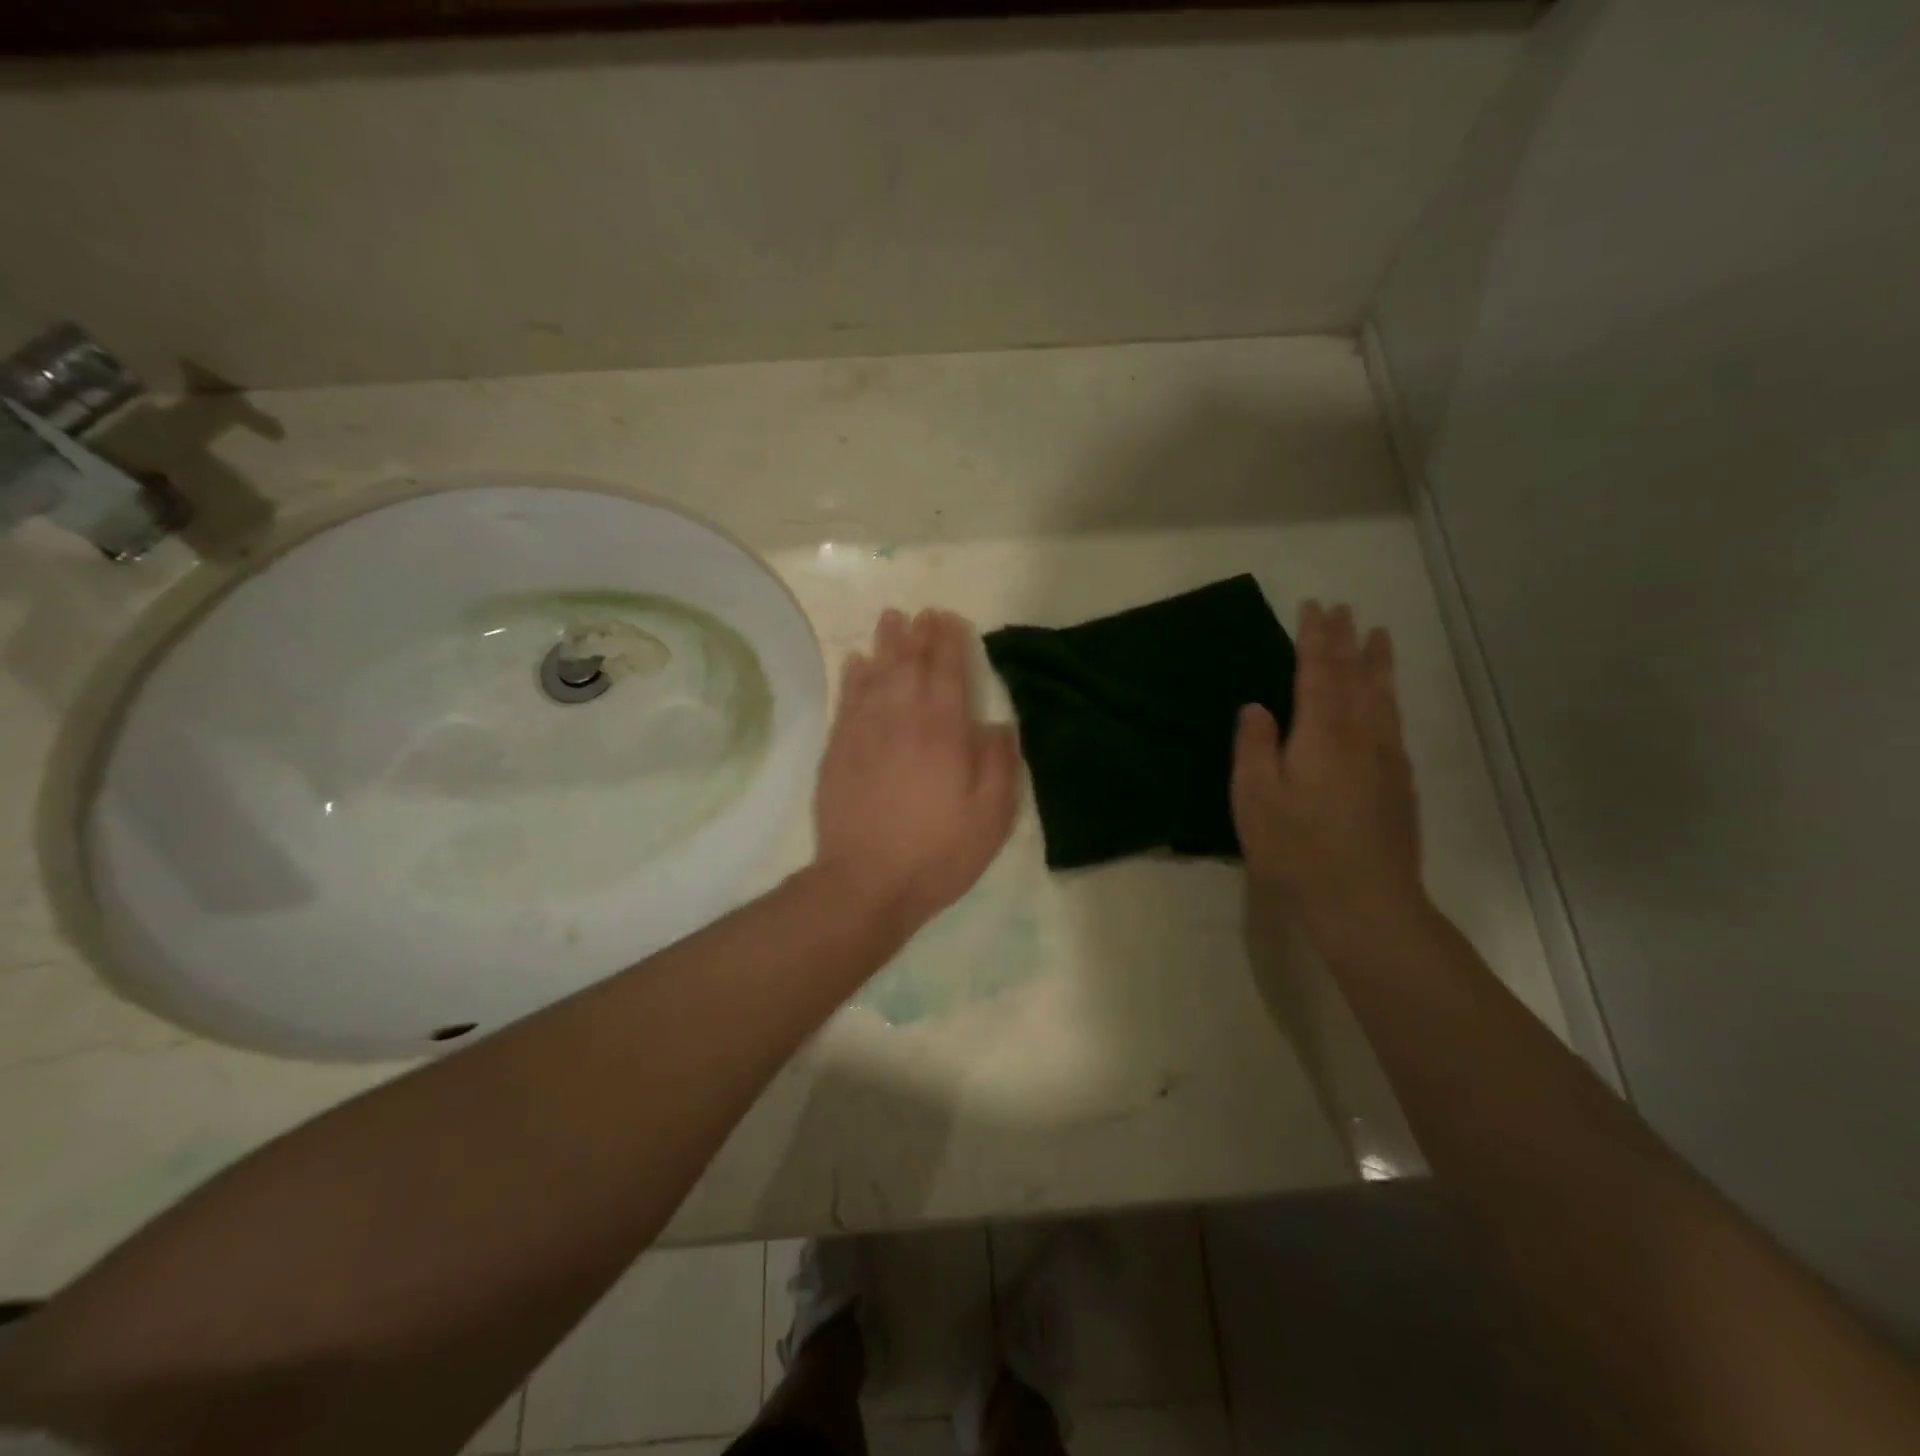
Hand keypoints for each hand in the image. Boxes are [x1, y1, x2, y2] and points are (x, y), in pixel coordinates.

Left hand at [813, 607, 1020, 937]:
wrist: (866, 882)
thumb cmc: (938, 852)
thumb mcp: (991, 817)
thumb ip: (999, 764)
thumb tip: (997, 724)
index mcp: (943, 730)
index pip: (947, 671)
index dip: (949, 641)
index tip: (949, 619)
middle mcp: (902, 718)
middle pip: (908, 664)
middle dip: (917, 634)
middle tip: (921, 613)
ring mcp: (864, 732)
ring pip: (875, 674)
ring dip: (885, 644)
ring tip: (891, 619)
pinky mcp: (838, 750)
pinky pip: (847, 700)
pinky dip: (853, 676)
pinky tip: (857, 662)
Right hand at [1231, 601, 1424, 954]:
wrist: (1365, 901)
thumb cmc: (1297, 848)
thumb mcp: (1255, 797)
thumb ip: (1255, 746)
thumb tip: (1257, 707)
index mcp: (1322, 734)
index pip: (1319, 672)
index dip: (1315, 638)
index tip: (1315, 607)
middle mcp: (1361, 736)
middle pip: (1356, 676)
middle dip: (1348, 641)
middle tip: (1346, 610)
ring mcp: (1387, 759)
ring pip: (1383, 697)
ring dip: (1377, 663)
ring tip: (1379, 637)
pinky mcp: (1399, 784)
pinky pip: (1393, 722)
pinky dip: (1387, 698)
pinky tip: (1386, 703)